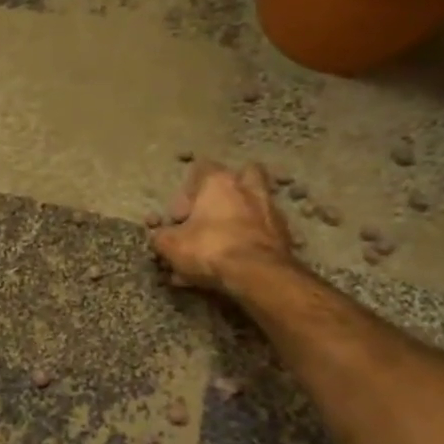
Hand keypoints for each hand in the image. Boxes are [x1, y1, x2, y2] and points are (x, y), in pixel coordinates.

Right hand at [150, 161, 293, 291]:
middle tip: (209, 215)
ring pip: (252, 207)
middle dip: (226, 193)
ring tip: (218, 247)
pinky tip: (233, 264)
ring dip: (237, 222)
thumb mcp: (170, 245)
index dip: (185, 192)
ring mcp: (271, 211)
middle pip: (241, 177)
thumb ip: (161, 236)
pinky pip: (259, 233)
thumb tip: (159, 236)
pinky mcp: (284, 237)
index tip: (178, 217)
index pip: (201, 168)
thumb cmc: (209, 248)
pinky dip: (247, 244)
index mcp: (219, 182)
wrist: (257, 275)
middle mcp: (248, 189)